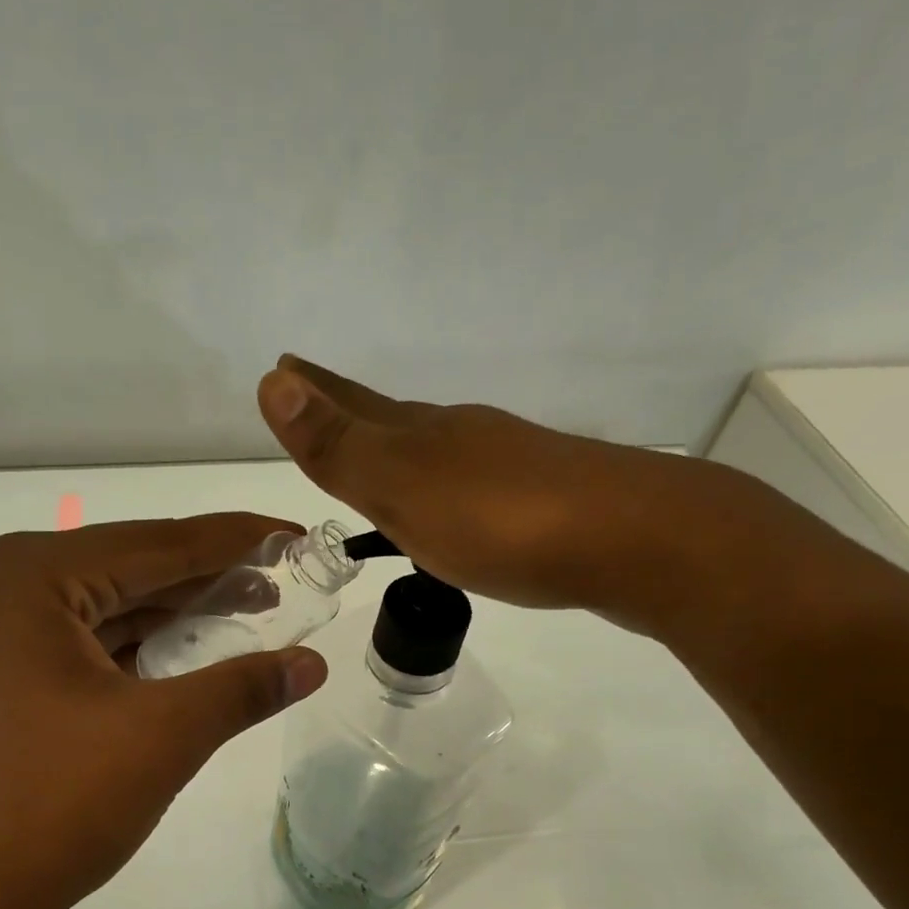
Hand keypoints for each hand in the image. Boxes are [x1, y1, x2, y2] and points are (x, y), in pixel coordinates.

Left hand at [0, 515, 327, 908]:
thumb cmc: (56, 804)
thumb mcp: (165, 735)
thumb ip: (244, 687)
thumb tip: (313, 664)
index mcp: (31, 577)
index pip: (158, 545)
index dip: (237, 540)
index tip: (295, 536)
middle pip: (127, 570)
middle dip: (206, 578)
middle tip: (280, 580)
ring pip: (101, 609)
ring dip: (171, 614)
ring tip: (244, 613)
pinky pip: (76, 645)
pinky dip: (132, 647)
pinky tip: (180, 655)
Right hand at [255, 354, 828, 642]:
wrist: (635, 541)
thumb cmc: (504, 524)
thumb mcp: (406, 490)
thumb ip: (341, 448)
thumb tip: (274, 382)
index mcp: (423, 435)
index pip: (352, 406)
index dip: (314, 392)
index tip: (284, 366)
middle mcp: (462, 437)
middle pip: (393, 419)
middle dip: (351, 412)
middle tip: (320, 399)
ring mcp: (507, 464)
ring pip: (437, 449)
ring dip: (400, 449)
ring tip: (378, 458)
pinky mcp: (544, 500)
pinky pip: (473, 484)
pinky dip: (446, 486)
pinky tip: (455, 503)